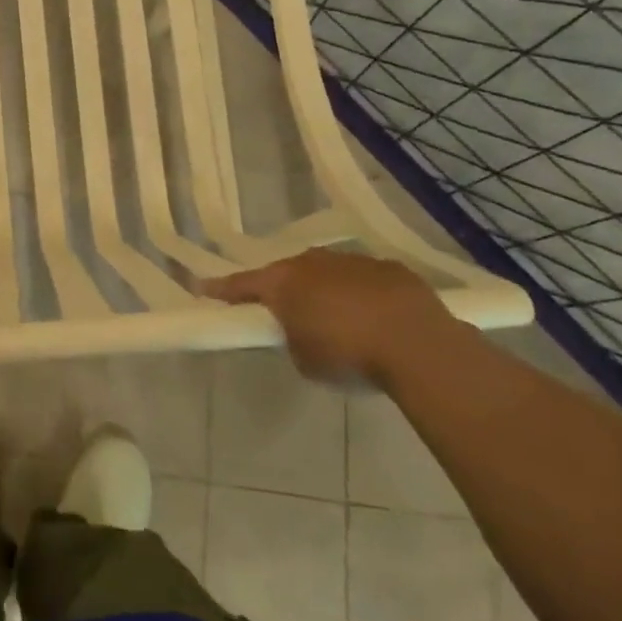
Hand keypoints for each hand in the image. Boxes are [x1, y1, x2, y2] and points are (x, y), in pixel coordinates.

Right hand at [201, 249, 457, 388]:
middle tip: (283, 310)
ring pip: (327, 272)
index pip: (241, 284)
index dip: (221, 289)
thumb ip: (292, 338)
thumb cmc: (348, 355)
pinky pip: (364, 278)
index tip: (202, 288)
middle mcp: (312, 263)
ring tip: (336, 317)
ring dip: (324, 289)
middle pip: (286, 272)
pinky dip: (361, 293)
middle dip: (282, 288)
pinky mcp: (390, 268)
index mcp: (282, 283)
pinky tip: (374, 316)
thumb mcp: (305, 359)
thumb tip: (302, 331)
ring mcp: (353, 261)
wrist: (419, 345)